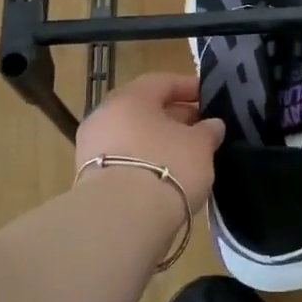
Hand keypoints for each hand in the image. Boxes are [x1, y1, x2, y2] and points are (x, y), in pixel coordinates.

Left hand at [75, 73, 225, 211]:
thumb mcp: (200, 146)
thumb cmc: (167, 167)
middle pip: (144, 108)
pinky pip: (124, 159)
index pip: (162, 81)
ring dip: (158, 140)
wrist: (121, 219)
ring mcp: (92, 146)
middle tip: (201, 128)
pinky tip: (164, 174)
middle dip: (174, 116)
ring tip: (186, 154)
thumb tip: (212, 124)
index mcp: (130, 97)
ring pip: (132, 135)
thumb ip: (208, 130)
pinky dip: (144, 160)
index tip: (209, 97)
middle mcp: (105, 115)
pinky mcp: (89, 177)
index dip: (188, 87)